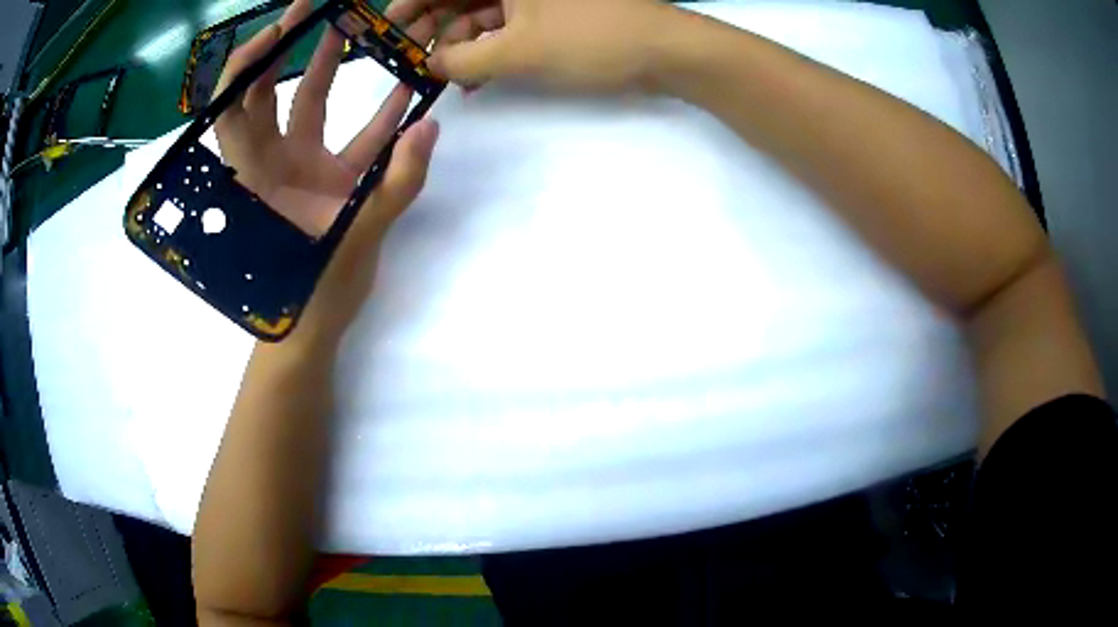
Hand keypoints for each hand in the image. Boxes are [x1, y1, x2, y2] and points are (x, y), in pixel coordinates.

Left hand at [213, 0, 439, 346]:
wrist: (312, 332)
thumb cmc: (313, 294)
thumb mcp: (353, 240)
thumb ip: (394, 185)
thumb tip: (430, 126)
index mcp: (258, 177)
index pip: (235, 109)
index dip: (248, 66)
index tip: (278, 30)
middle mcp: (270, 164)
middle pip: (263, 95)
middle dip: (282, 48)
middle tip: (311, 10)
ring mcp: (299, 169)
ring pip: (305, 107)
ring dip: (325, 67)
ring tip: (351, 27)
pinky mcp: (326, 180)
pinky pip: (348, 139)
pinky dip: (375, 117)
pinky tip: (405, 95)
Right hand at [389, 0, 674, 90]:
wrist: (667, 50)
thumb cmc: (592, 38)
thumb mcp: (518, 51)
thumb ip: (463, 60)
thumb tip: (432, 65)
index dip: (411, 6)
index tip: (390, 32)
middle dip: (436, 28)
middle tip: (417, 62)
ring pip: (484, 13)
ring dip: (463, 43)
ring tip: (449, 77)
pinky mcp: (554, 12)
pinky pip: (509, 25)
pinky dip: (492, 47)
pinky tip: (479, 74)